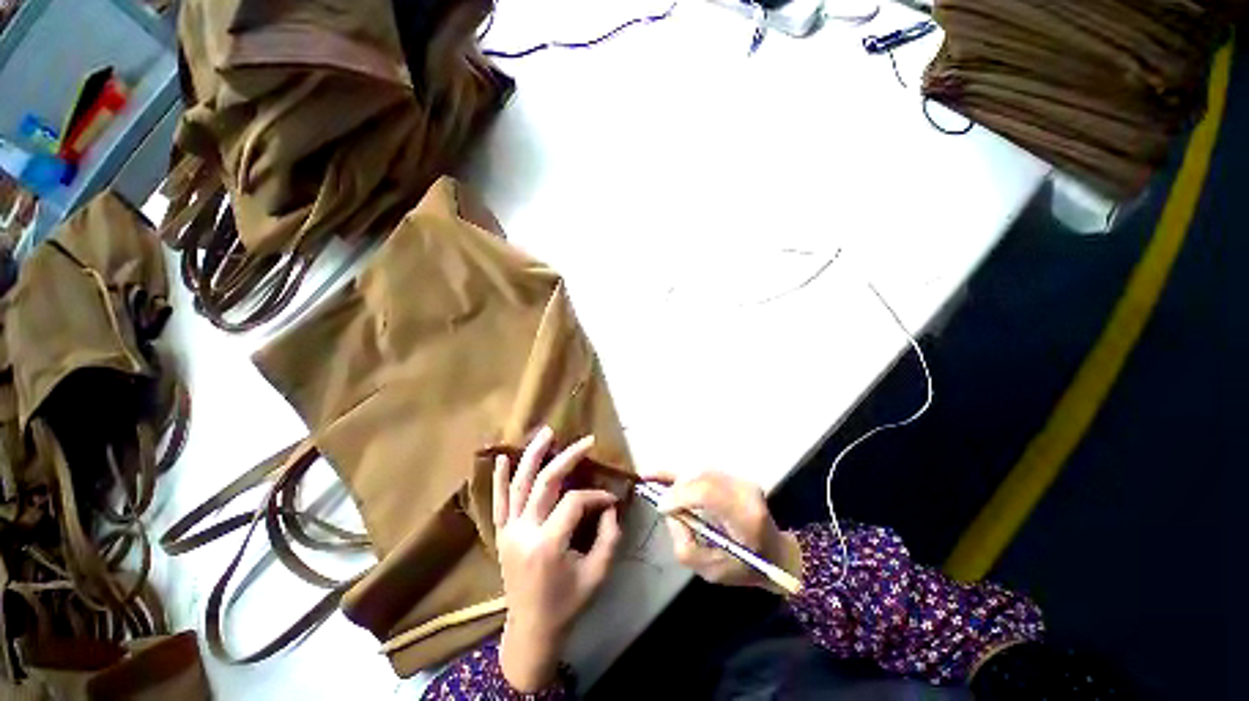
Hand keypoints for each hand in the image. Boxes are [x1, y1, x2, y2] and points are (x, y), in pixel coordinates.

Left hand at [494, 427, 621, 691]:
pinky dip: (499, 478)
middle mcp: (524, 532)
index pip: (574, 502)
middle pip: (546, 482)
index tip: (610, 500)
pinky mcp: (500, 534)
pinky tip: (502, 457)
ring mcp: (508, 531)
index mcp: (548, 544)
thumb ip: (609, 536)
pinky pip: (498, 502)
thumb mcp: (598, 573)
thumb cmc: (568, 603)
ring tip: (546, 432)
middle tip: (586, 441)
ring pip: (519, 484)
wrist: (531, 630)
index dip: (596, 496)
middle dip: (568, 457)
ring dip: (533, 455)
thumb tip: (611, 505)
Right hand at [645, 471, 801, 595]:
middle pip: (700, 478)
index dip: (680, 495)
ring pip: (700, 472)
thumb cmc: (744, 568)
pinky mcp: (738, 476)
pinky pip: (704, 473)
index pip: (707, 492)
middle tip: (663, 505)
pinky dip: (686, 478)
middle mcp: (746, 491)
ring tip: (665, 494)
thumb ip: (685, 545)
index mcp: (745, 517)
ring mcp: (743, 480)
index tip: (661, 507)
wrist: (776, 555)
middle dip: (677, 489)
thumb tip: (668, 512)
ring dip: (681, 483)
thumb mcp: (711, 572)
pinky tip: (664, 475)